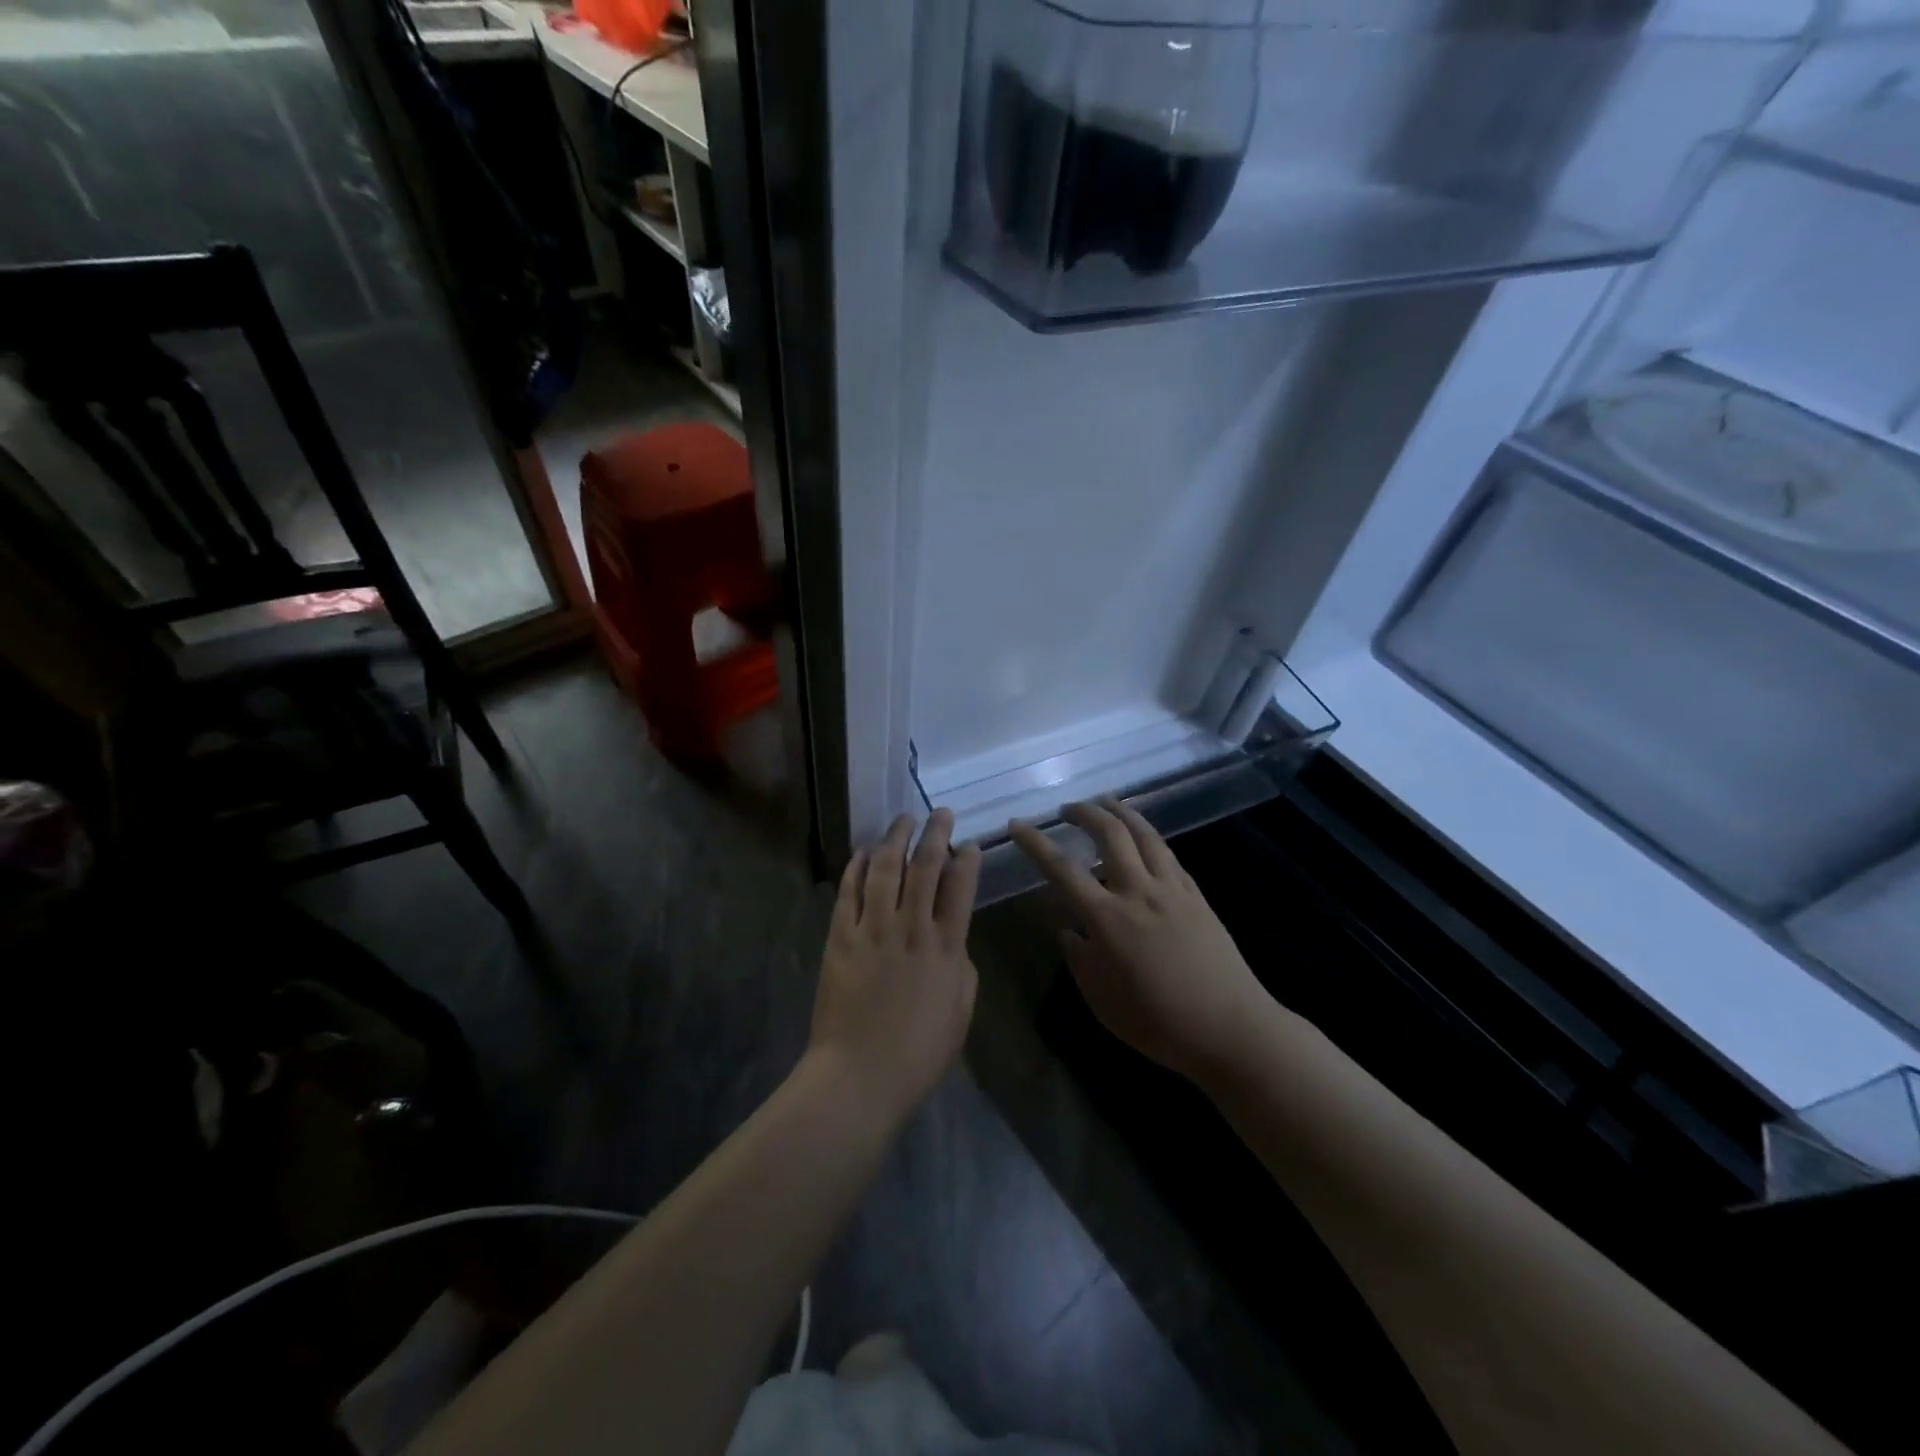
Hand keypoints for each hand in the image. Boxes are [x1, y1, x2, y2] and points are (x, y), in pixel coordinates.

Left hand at [808, 809, 981, 1124]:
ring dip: (895, 839)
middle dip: (934, 834)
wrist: (860, 1076)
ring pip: (885, 869)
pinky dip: (857, 866)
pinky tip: (864, 851)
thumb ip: (960, 964)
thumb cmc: (919, 1052)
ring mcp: (872, 929)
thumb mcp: (961, 1009)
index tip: (968, 844)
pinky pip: (849, 891)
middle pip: (924, 867)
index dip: (967, 860)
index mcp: (946, 947)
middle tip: (939, 814)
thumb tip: (953, 936)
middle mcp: (911, 928)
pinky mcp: (840, 937)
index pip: (960, 887)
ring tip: (903, 820)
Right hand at [1011, 800, 1269, 1084]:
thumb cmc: (1157, 1022)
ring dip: (1121, 812)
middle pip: (1109, 835)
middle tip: (1067, 809)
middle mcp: (1138, 892)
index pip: (1062, 868)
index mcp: (1107, 918)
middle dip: (1084, 813)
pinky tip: (1144, 838)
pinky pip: (1168, 854)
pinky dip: (1149, 836)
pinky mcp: (1196, 896)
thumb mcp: (1100, 998)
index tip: (1018, 824)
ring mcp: (1172, 890)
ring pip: (1145, 834)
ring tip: (1106, 803)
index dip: (1036, 842)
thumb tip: (1067, 927)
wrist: (1229, 1028)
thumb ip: (1078, 955)